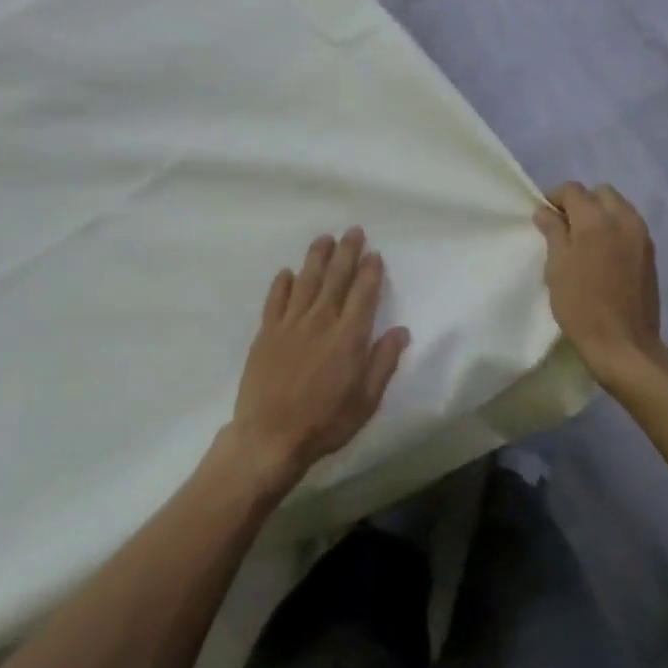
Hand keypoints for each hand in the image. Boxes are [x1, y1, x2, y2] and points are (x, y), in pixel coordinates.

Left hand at [227, 228, 409, 492]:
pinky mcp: (266, 333)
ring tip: (324, 238)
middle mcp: (321, 321)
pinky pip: (275, 300)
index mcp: (349, 337)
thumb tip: (401, 331)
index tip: (374, 254)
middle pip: (336, 278)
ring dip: (317, 258)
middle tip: (353, 231)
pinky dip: (282, 284)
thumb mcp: (366, 400)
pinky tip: (287, 272)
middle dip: (347, 252)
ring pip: (306, 281)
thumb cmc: (325, 422)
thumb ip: (383, 362)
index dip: (370, 272)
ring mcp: (290, 324)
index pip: (363, 294)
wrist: (269, 437)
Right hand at [533, 183, 665, 381]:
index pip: (573, 190)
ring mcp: (641, 235)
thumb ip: (553, 232)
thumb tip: (545, 211)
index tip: (544, 218)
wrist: (624, 344)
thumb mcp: (556, 267)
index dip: (554, 198)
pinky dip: (614, 229)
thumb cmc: (581, 305)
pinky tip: (603, 255)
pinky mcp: (650, 253)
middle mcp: (623, 219)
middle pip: (600, 193)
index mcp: (596, 219)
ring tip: (585, 242)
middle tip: (565, 228)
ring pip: (618, 207)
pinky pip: (630, 226)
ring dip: (600, 215)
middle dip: (581, 202)